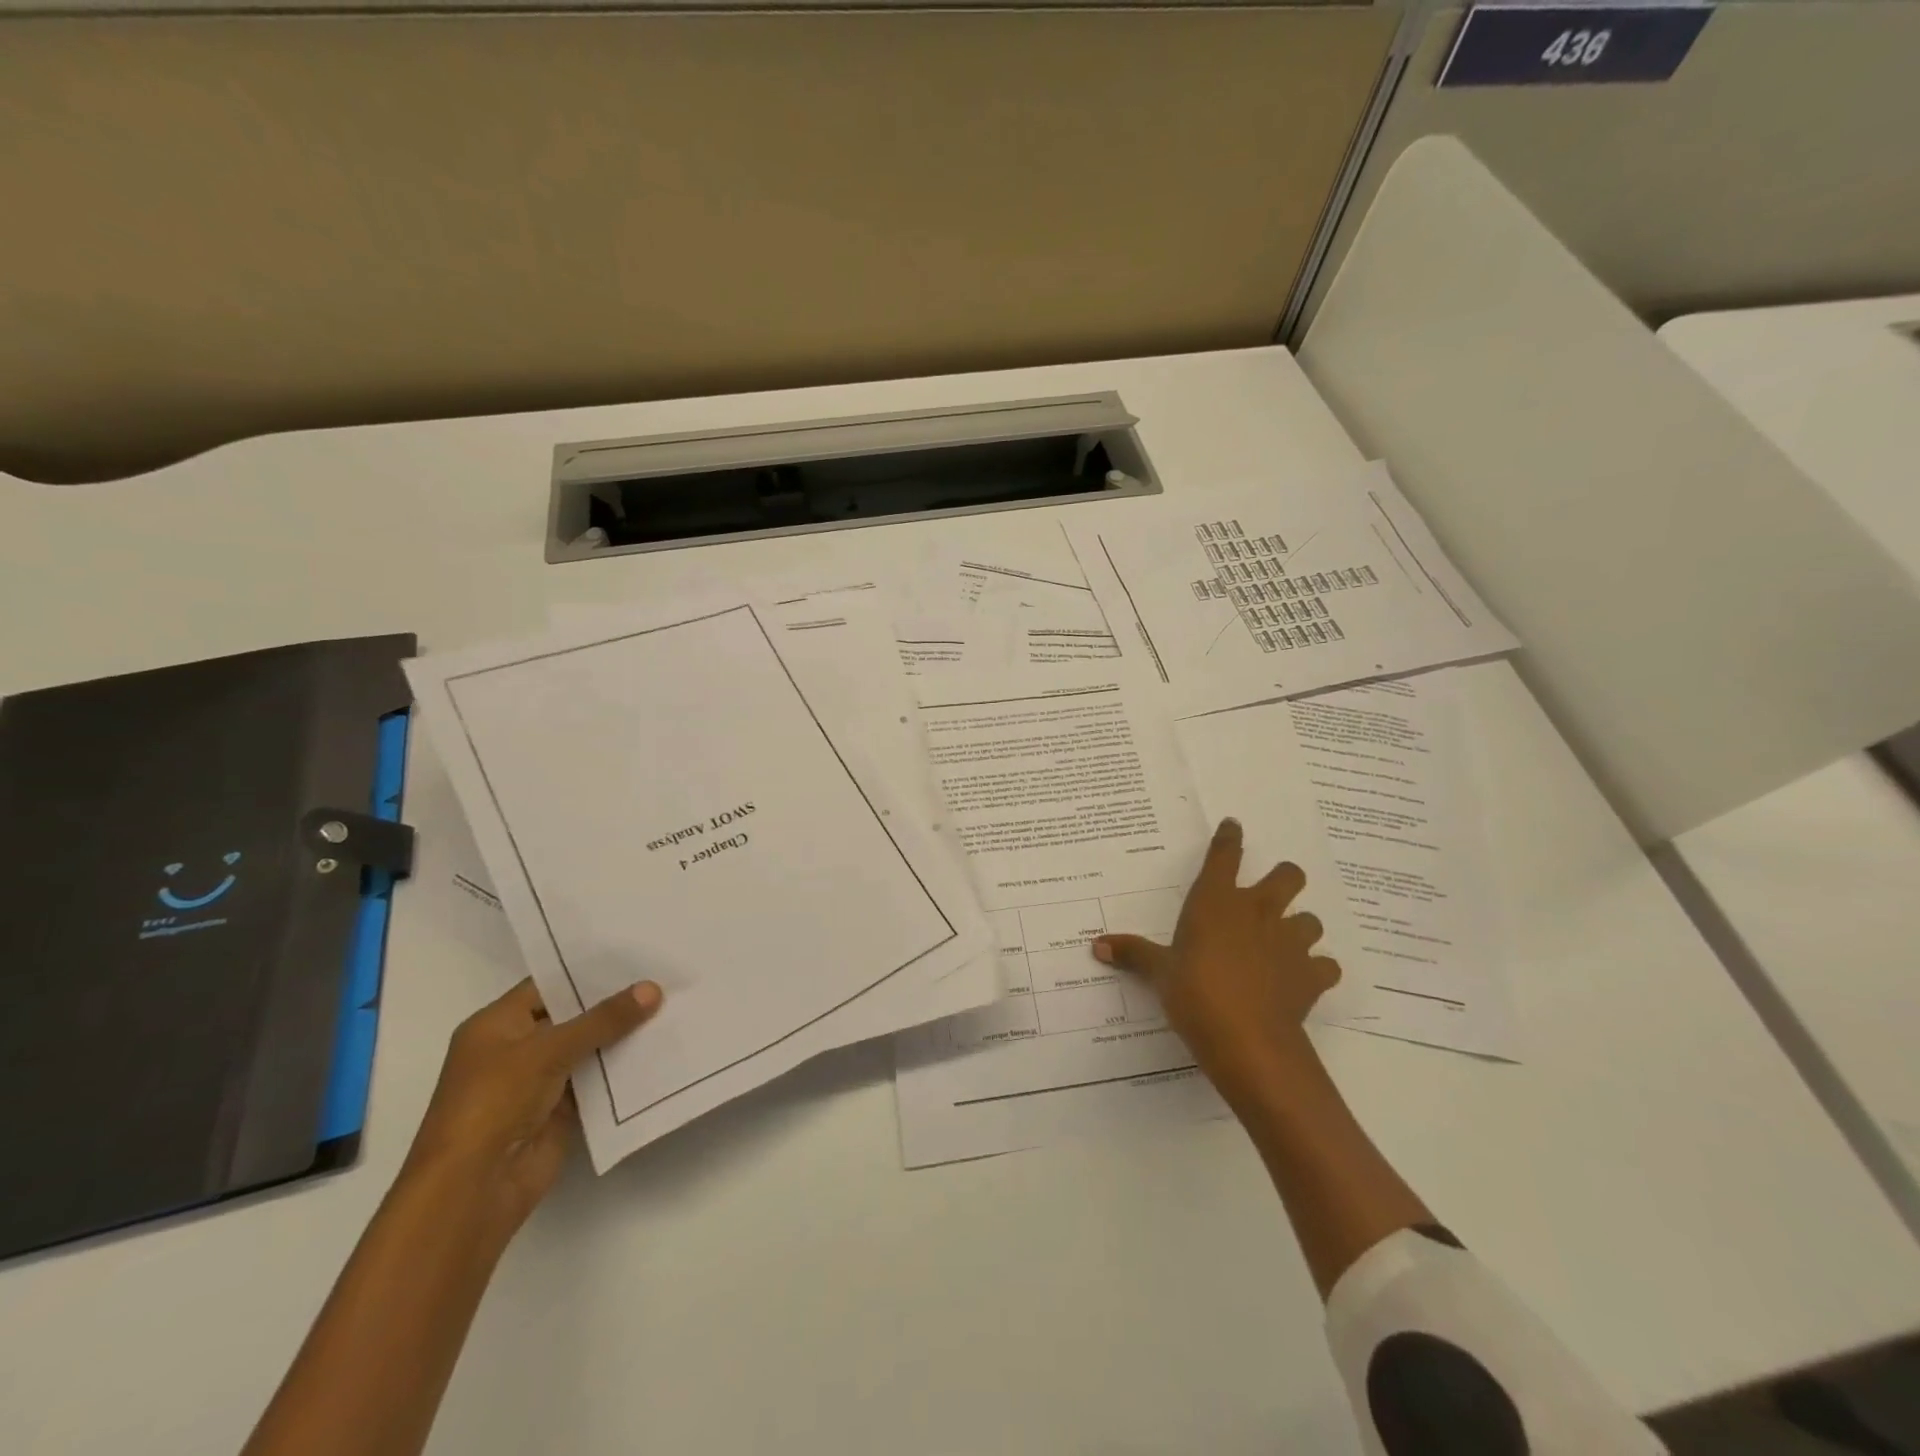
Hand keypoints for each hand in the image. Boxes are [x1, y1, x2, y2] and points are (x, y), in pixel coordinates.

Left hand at [402, 978, 662, 1232]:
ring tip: (672, 1004)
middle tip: (663, 974)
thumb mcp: (547, 1050)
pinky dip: (623, 1067)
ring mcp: (539, 1080)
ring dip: (624, 1033)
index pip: (549, 984)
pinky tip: (661, 1047)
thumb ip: (603, 1019)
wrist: (473, 1189)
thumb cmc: (494, 1104)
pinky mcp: (561, 1109)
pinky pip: (598, 1079)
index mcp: (496, 1025)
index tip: (636, 954)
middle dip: (614, 1000)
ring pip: (589, 1047)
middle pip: (573, 1015)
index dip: (589, 970)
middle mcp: (516, 1048)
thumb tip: (653, 988)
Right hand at [1093, 818, 1337, 1109]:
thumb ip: (1133, 953)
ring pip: (1310, 920)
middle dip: (1284, 878)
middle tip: (1270, 894)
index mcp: (1216, 901)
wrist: (1247, 1040)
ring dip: (1300, 927)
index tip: (1233, 826)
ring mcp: (1289, 942)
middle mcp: (1257, 912)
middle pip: (1288, 876)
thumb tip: (1097, 944)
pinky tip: (1303, 979)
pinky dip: (1317, 970)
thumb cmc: (1195, 993)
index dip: (1229, 837)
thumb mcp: (1159, 973)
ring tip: (1285, 942)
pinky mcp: (1311, 976)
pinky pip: (1325, 966)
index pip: (1224, 855)